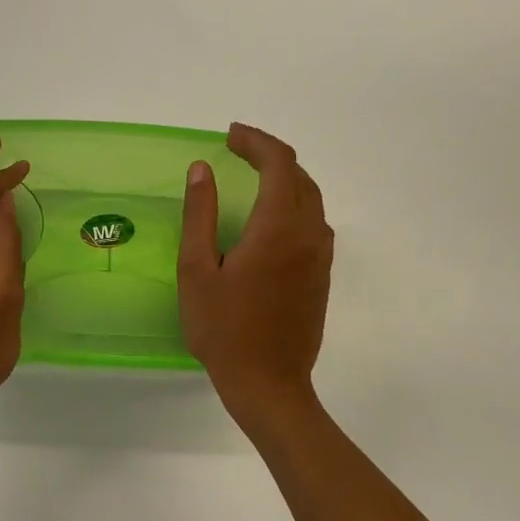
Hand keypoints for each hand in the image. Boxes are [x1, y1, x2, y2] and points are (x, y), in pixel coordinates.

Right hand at [178, 123, 333, 422]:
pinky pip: (314, 222)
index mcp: (278, 227)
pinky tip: (270, 217)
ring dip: (285, 178)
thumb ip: (200, 214)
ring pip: (311, 198)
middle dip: (269, 155)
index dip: (255, 141)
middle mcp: (308, 233)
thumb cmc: (224, 328)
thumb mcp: (197, 269)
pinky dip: (294, 203)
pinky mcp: (322, 275)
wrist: (269, 384)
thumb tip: (201, 169)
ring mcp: (321, 256)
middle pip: (299, 175)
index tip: (229, 136)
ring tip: (252, 176)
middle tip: (237, 150)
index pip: (278, 163)